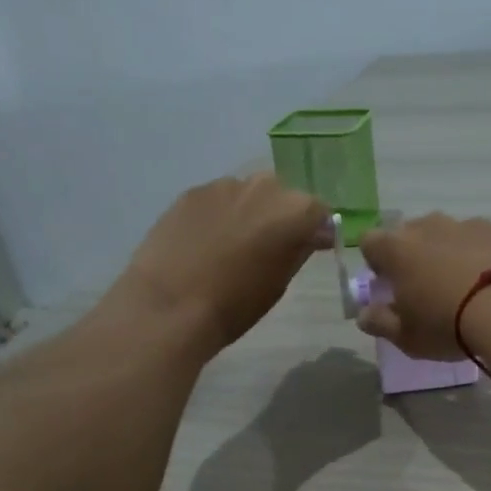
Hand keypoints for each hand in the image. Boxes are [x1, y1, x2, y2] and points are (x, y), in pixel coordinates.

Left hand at [118, 172, 328, 352]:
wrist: (171, 305)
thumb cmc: (236, 304)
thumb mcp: (279, 283)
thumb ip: (298, 251)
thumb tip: (309, 236)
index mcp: (294, 210)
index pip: (319, 212)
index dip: (317, 231)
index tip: (312, 249)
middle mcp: (263, 186)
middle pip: (283, 196)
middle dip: (283, 217)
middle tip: (272, 248)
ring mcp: (224, 185)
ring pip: (249, 195)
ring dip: (250, 213)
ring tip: (235, 246)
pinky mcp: (192, 192)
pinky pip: (219, 200)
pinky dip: (221, 215)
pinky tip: (207, 243)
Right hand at [356, 213, 490, 358]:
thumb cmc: (448, 324)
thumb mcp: (407, 337)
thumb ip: (380, 323)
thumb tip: (365, 315)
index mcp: (395, 249)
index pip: (370, 242)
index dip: (376, 263)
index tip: (389, 286)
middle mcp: (426, 226)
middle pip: (409, 234)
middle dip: (412, 256)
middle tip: (426, 289)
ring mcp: (464, 224)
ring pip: (445, 235)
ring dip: (447, 254)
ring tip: (464, 288)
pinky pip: (478, 241)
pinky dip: (479, 256)